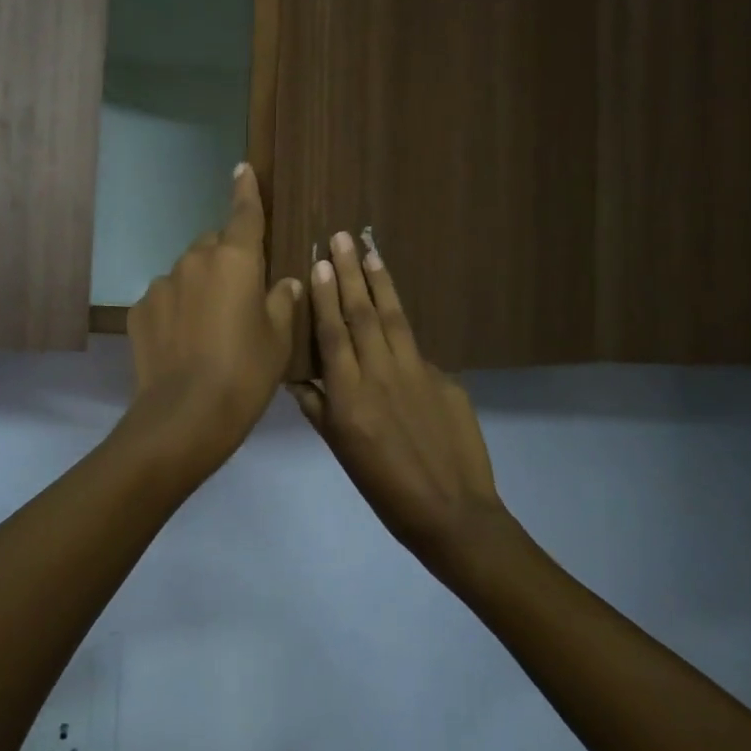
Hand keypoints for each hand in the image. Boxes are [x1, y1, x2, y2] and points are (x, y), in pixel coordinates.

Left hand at [123, 164, 302, 473]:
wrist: (185, 415)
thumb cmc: (245, 373)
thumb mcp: (278, 338)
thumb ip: (282, 300)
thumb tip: (285, 281)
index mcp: (235, 259)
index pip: (244, 213)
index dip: (245, 189)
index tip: (242, 168)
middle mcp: (195, 261)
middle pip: (213, 245)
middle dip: (226, 260)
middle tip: (239, 297)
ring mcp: (162, 284)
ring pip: (187, 274)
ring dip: (199, 287)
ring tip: (209, 329)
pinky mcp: (139, 310)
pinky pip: (165, 299)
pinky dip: (176, 310)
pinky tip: (183, 343)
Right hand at [291, 232, 512, 570]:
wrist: (451, 512)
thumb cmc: (383, 488)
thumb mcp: (340, 450)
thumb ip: (318, 408)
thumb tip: (299, 375)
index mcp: (349, 397)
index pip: (332, 334)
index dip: (324, 296)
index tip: (319, 262)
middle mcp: (381, 375)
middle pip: (362, 314)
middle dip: (350, 272)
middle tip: (342, 237)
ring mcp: (417, 374)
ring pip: (393, 317)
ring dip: (380, 281)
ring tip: (371, 250)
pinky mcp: (445, 379)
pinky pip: (415, 345)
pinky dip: (401, 320)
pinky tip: (393, 304)